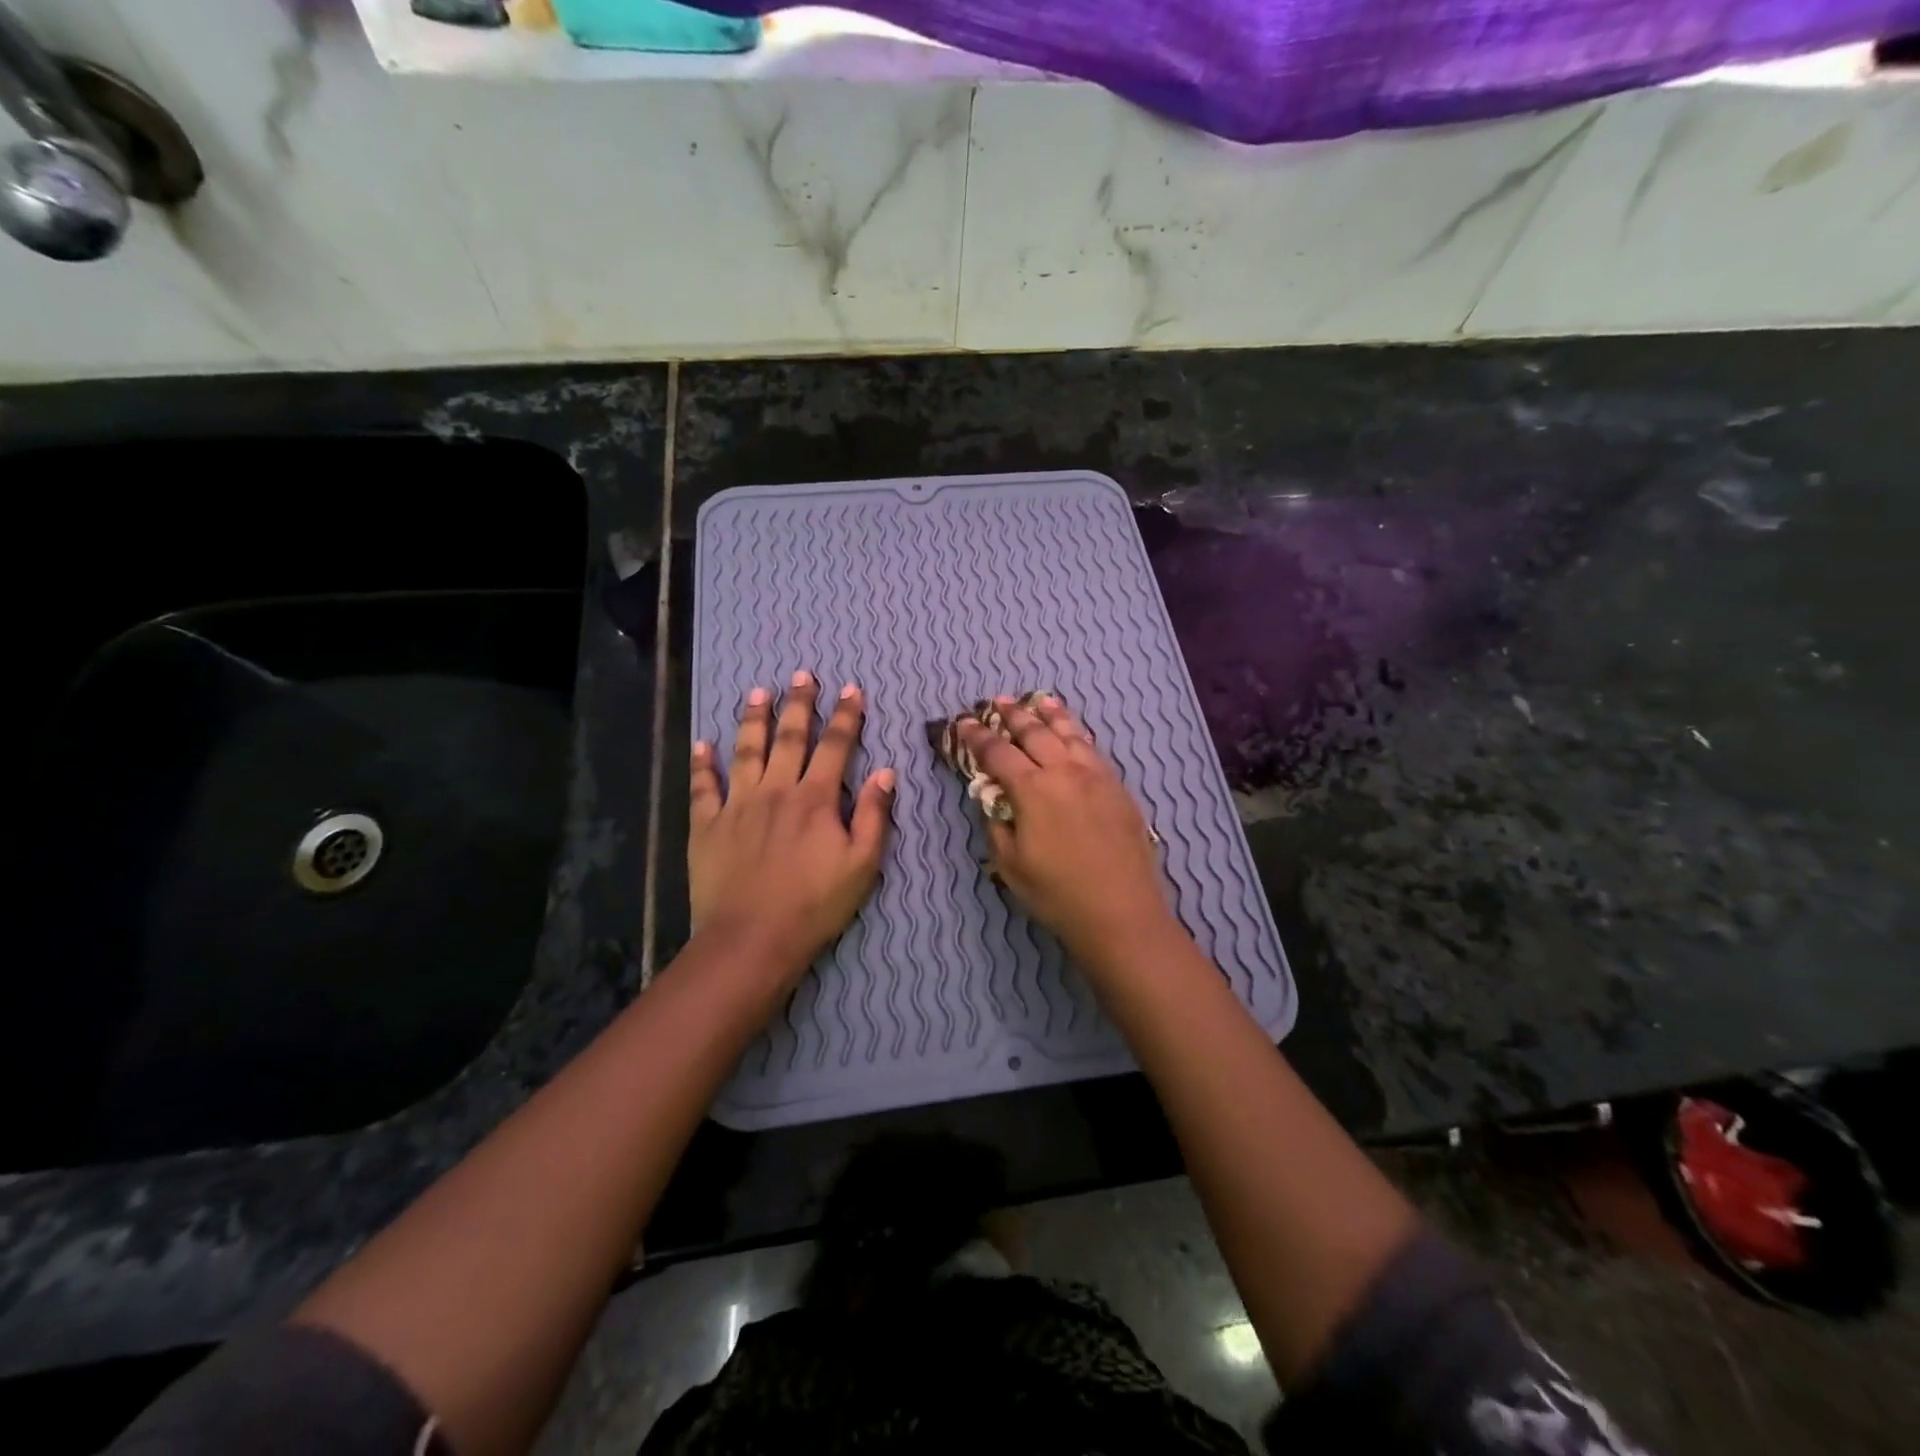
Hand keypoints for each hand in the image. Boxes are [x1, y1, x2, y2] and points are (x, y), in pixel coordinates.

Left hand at [690, 672, 894, 984]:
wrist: (752, 939)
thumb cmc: (815, 905)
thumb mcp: (863, 865)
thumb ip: (874, 815)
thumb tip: (886, 772)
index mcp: (815, 799)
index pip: (835, 746)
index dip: (846, 716)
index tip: (851, 689)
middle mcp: (776, 791)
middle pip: (789, 738)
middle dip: (798, 704)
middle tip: (802, 674)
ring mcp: (737, 805)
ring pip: (745, 751)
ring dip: (753, 719)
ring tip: (757, 692)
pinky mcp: (707, 826)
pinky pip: (703, 787)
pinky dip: (701, 765)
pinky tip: (701, 744)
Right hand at [958, 695, 1177, 968]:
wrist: (1122, 912)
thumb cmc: (1057, 894)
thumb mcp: (1010, 864)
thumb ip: (997, 822)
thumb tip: (992, 795)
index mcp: (1033, 789)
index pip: (998, 752)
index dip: (977, 736)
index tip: (963, 722)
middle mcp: (1064, 772)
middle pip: (1034, 732)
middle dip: (1012, 715)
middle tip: (997, 701)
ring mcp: (1096, 775)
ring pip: (1069, 733)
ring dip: (1049, 714)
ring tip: (1037, 700)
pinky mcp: (1118, 786)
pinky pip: (1092, 747)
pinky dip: (1077, 732)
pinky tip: (1073, 731)